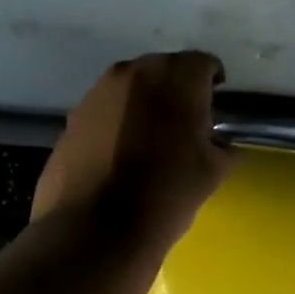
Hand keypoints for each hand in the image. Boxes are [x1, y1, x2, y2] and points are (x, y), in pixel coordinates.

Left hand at [32, 51, 231, 251]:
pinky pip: (104, 111)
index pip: (202, 64)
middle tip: (185, 121)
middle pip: (163, 70)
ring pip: (130, 89)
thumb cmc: (167, 194)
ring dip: (143, 105)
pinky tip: (121, 155)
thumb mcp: (213, 172)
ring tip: (151, 139)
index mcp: (175, 77)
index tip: (216, 102)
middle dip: (176, 90)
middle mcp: (133, 72)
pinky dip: (117, 123)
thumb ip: (222, 146)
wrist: (97, 229)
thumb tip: (218, 142)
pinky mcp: (72, 118)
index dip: (213, 82)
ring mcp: (96, 93)